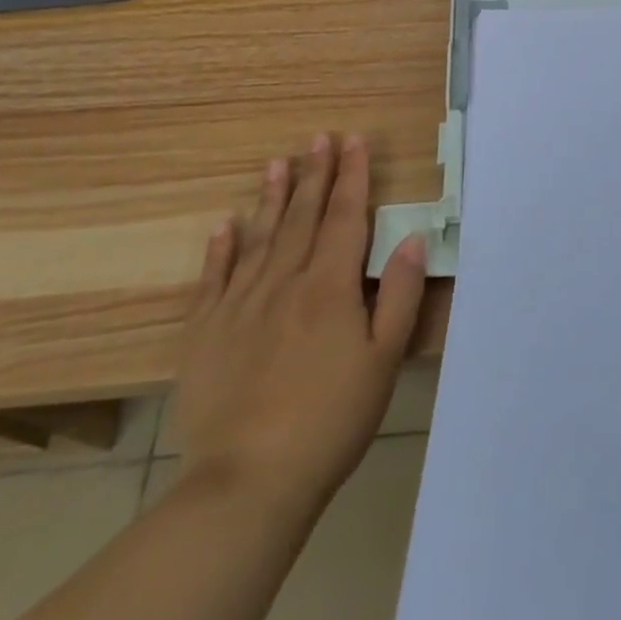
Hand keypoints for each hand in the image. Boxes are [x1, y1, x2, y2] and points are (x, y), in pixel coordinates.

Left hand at [175, 132, 428, 525]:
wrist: (248, 482)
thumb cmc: (330, 421)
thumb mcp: (383, 361)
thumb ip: (399, 295)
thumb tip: (415, 240)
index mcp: (329, 287)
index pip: (344, 217)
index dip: (351, 176)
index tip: (353, 140)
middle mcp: (284, 282)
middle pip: (302, 217)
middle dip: (314, 173)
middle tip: (318, 138)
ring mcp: (239, 305)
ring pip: (259, 237)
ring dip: (271, 197)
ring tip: (277, 162)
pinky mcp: (205, 333)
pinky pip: (213, 279)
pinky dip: (220, 249)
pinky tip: (224, 226)